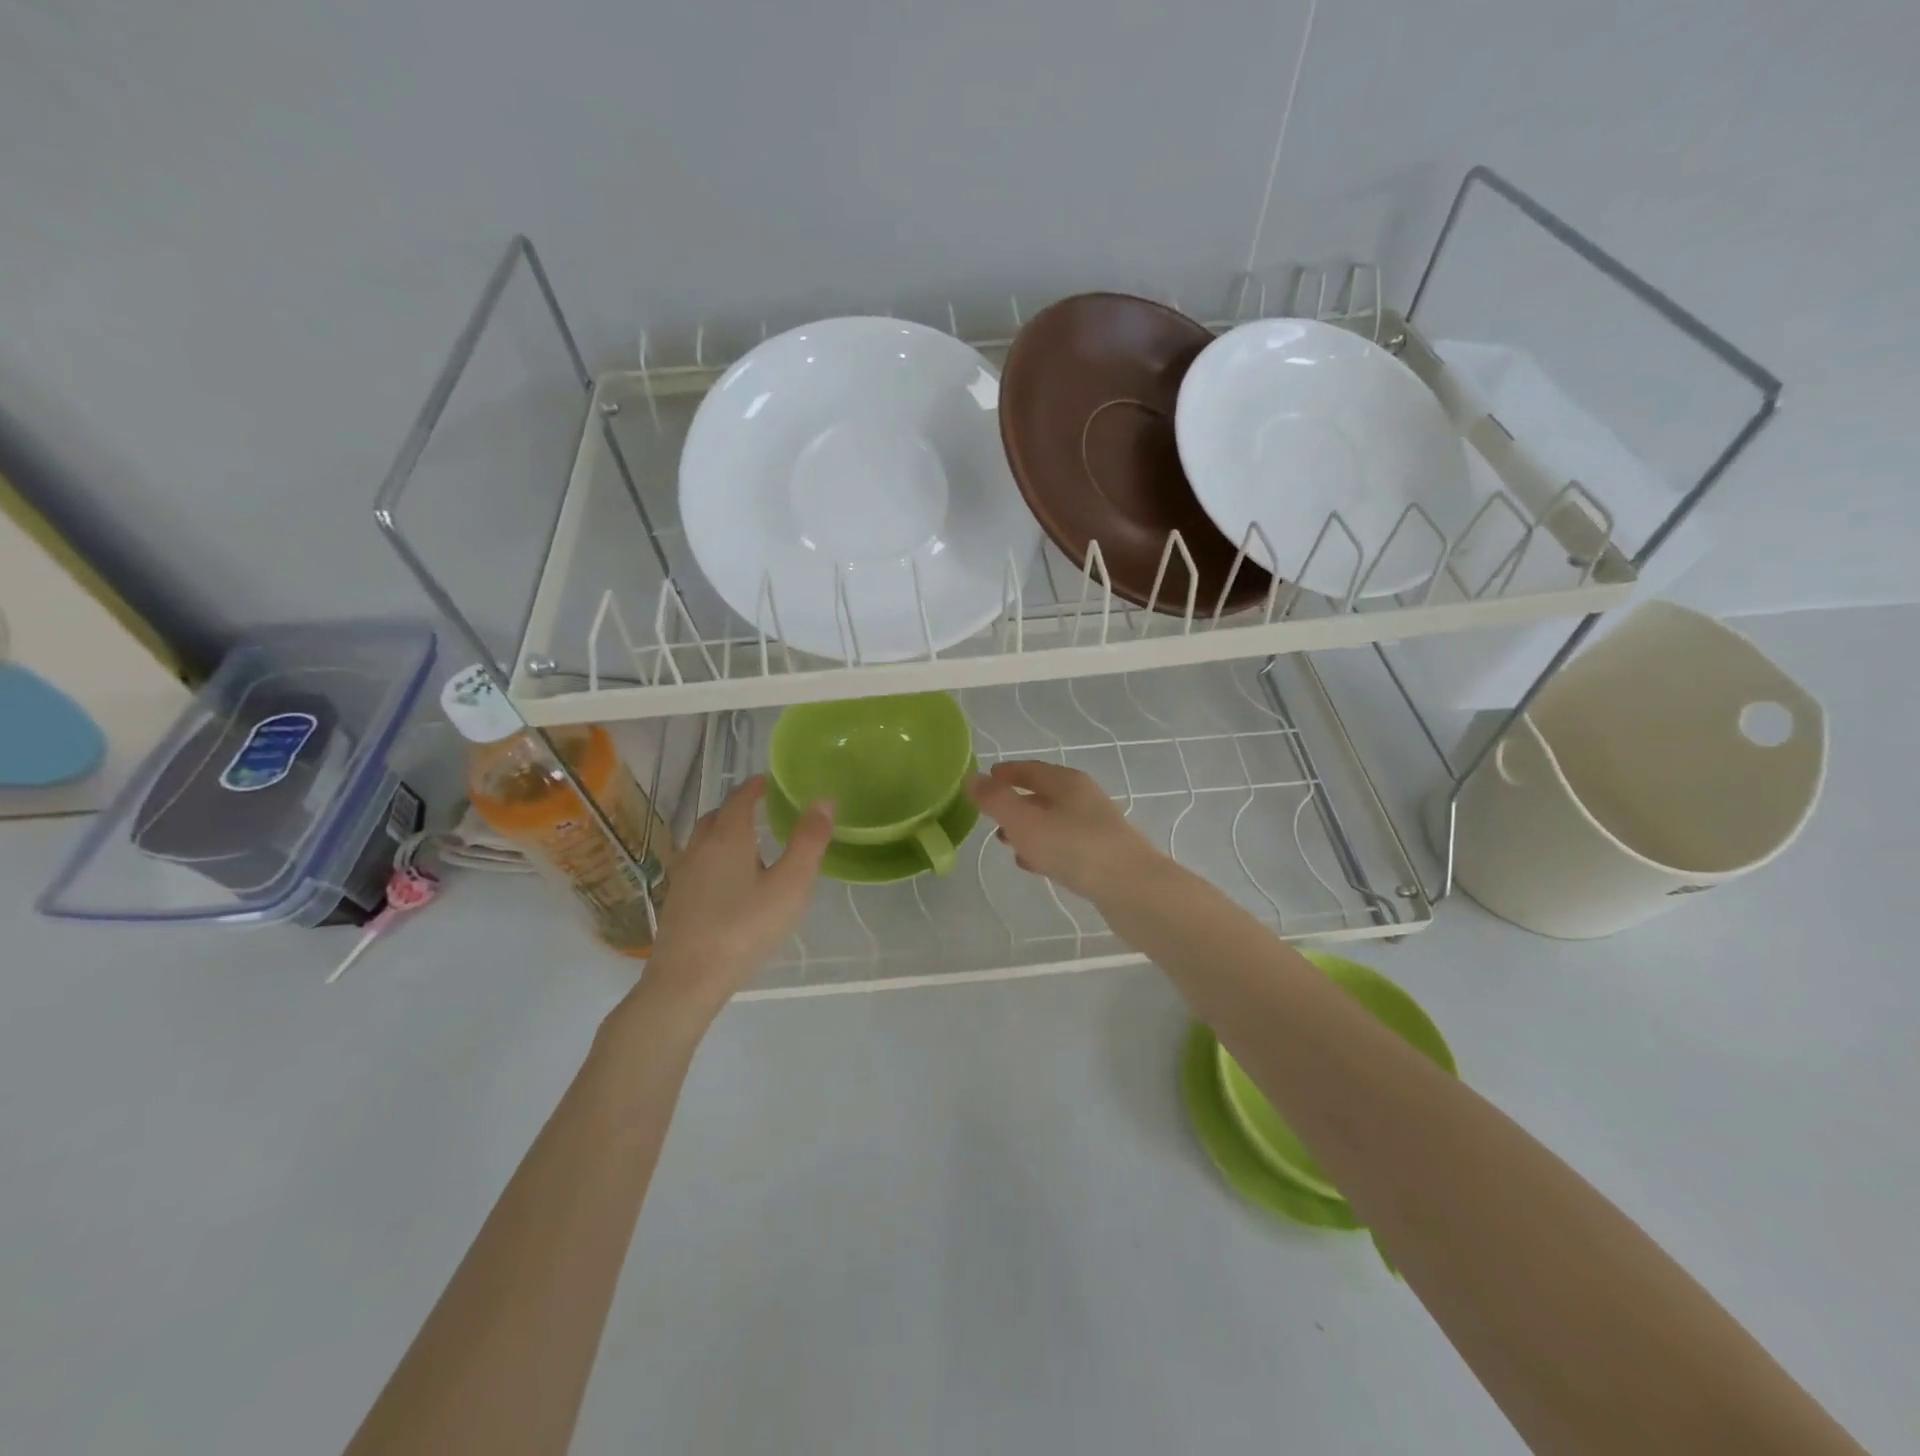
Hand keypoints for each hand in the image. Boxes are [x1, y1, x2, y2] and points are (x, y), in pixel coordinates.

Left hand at [640, 777, 831, 1015]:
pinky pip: (698, 864)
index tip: (770, 782)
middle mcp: (700, 847)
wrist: (686, 980)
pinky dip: (715, 858)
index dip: (756, 786)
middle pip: (718, 816)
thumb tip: (824, 800)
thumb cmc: (745, 928)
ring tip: (750, 846)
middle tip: (764, 812)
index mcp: (728, 836)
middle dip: (739, 808)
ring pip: (704, 841)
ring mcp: (683, 874)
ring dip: (725, 833)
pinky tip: (729, 883)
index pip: (740, 798)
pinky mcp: (676, 900)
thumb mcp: (790, 885)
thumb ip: (808, 841)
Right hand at [968, 760, 1162, 903]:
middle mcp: (1084, 799)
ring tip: (1005, 843)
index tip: (985, 778)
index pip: (1031, 769)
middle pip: (1043, 794)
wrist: (1133, 890)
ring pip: (1053, 822)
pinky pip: (1064, 846)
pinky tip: (1033, 864)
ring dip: (1028, 829)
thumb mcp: (1025, 822)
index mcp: (1067, 782)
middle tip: (990, 813)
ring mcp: (1096, 828)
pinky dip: (1044, 849)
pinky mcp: (1102, 857)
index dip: (1006, 772)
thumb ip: (995, 801)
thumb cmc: (1075, 847)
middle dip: (1015, 802)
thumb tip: (971, 778)